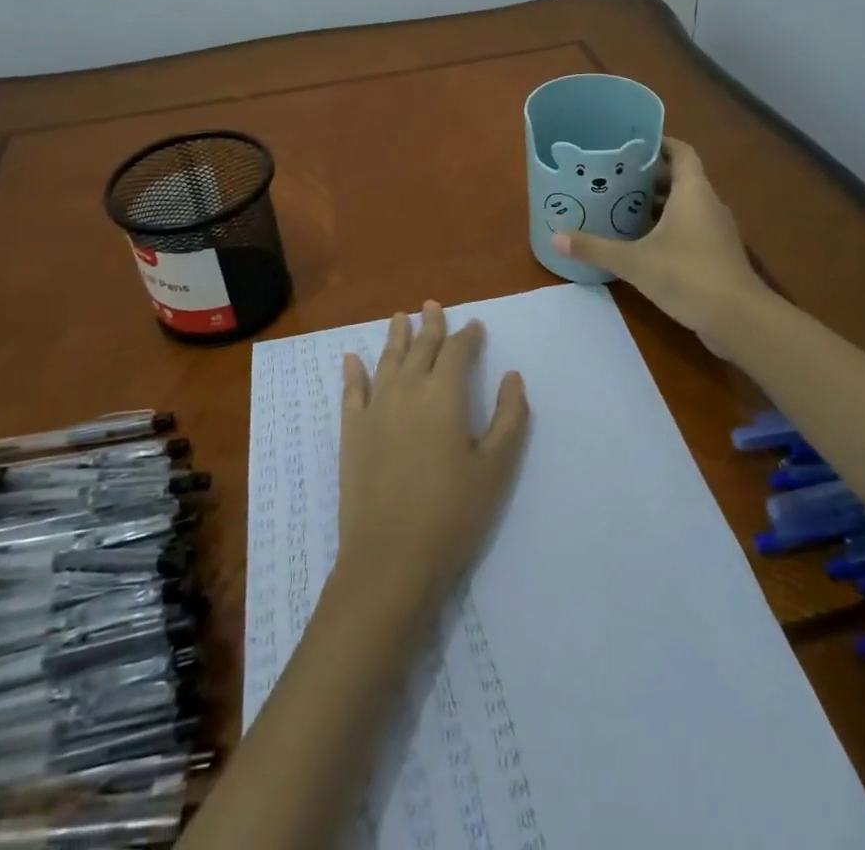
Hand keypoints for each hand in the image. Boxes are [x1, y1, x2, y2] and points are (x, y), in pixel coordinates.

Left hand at [336, 303, 529, 619]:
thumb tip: (513, 377)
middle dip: (430, 324)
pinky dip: (353, 370)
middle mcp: (407, 389)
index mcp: (444, 394)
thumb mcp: (496, 467)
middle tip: (433, 305)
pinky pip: (352, 390)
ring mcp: (374, 408)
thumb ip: (510, 417)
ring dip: (395, 336)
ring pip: (387, 359)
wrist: (390, 559)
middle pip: (420, 347)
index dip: (467, 335)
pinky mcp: (352, 431)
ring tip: (400, 317)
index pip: (457, 350)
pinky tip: (351, 357)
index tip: (475, 325)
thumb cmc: (453, 513)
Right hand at [551, 138, 767, 354]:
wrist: (738, 319)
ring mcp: (717, 231)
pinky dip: (669, 227)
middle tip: (616, 177)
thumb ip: (595, 248)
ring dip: (659, 204)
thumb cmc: (687, 275)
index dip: (660, 143)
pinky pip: (691, 228)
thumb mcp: (634, 261)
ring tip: (623, 206)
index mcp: (693, 192)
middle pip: (681, 178)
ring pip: (686, 205)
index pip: (682, 152)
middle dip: (650, 177)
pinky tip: (643, 242)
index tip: (632, 144)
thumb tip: (556, 238)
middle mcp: (708, 204)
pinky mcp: (718, 254)